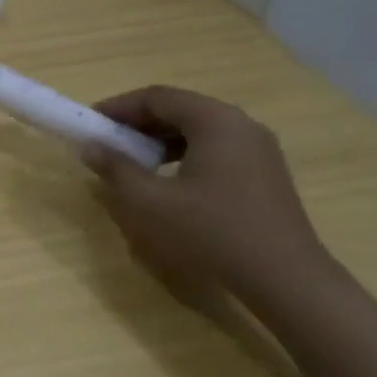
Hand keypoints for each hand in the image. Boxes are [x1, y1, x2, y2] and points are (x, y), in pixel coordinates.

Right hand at [80, 85, 335, 301]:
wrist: (286, 279)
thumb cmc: (210, 232)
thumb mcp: (148, 201)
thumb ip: (115, 168)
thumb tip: (91, 147)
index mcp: (214, 120)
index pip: (156, 97)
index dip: (118, 107)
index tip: (91, 124)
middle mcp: (240, 124)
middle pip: (179, 109)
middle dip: (138, 123)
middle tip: (108, 143)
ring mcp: (259, 149)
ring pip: (198, 129)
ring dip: (160, 140)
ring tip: (134, 163)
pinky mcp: (266, 174)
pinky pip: (216, 148)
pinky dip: (185, 155)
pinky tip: (170, 182)